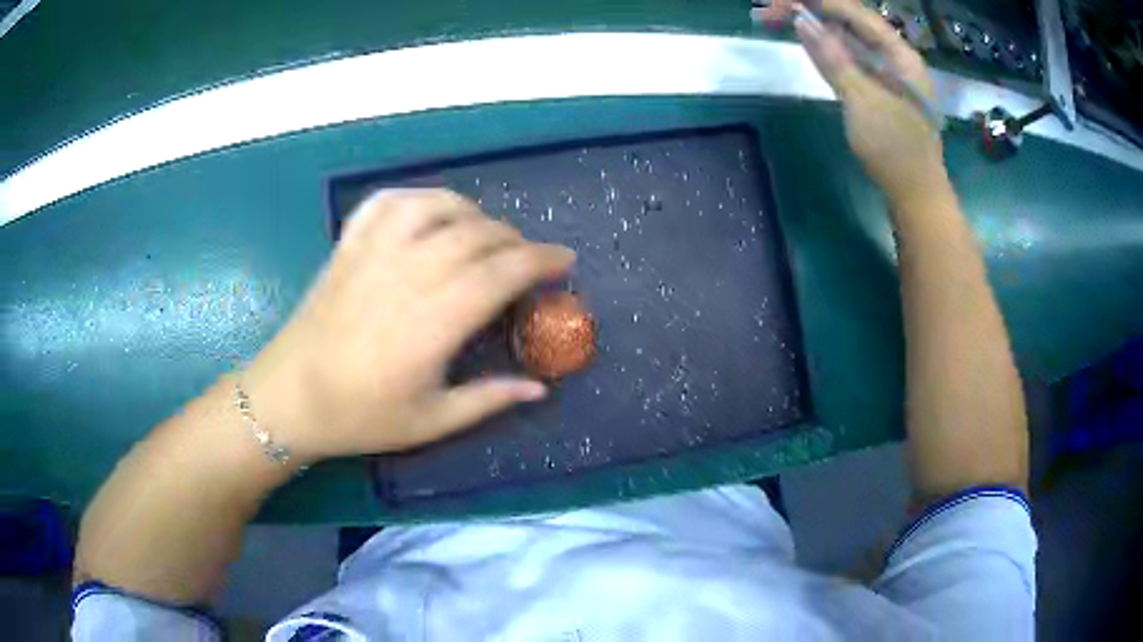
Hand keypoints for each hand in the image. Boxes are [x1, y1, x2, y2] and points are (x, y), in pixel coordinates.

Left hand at [244, 189, 574, 461]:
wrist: (290, 396)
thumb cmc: (360, 416)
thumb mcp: (431, 422)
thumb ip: (489, 400)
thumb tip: (540, 388)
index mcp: (436, 320)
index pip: (504, 271)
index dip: (542, 260)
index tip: (564, 261)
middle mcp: (410, 273)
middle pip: (479, 234)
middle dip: (515, 240)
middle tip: (526, 258)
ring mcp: (375, 252)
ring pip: (438, 206)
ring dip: (472, 212)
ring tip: (483, 232)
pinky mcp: (349, 244)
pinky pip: (389, 201)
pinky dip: (419, 197)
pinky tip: (430, 213)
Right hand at [756, 0, 947, 205]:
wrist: (917, 199)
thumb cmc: (895, 151)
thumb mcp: (862, 101)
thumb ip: (833, 58)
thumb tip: (801, 20)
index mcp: (901, 56)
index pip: (856, 14)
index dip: (819, 1)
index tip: (780, 1)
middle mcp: (898, 59)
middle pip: (852, 22)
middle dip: (813, 11)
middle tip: (771, 11)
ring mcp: (891, 76)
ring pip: (851, 40)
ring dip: (818, 28)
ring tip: (781, 20)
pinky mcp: (883, 92)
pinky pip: (853, 59)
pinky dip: (830, 50)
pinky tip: (810, 44)